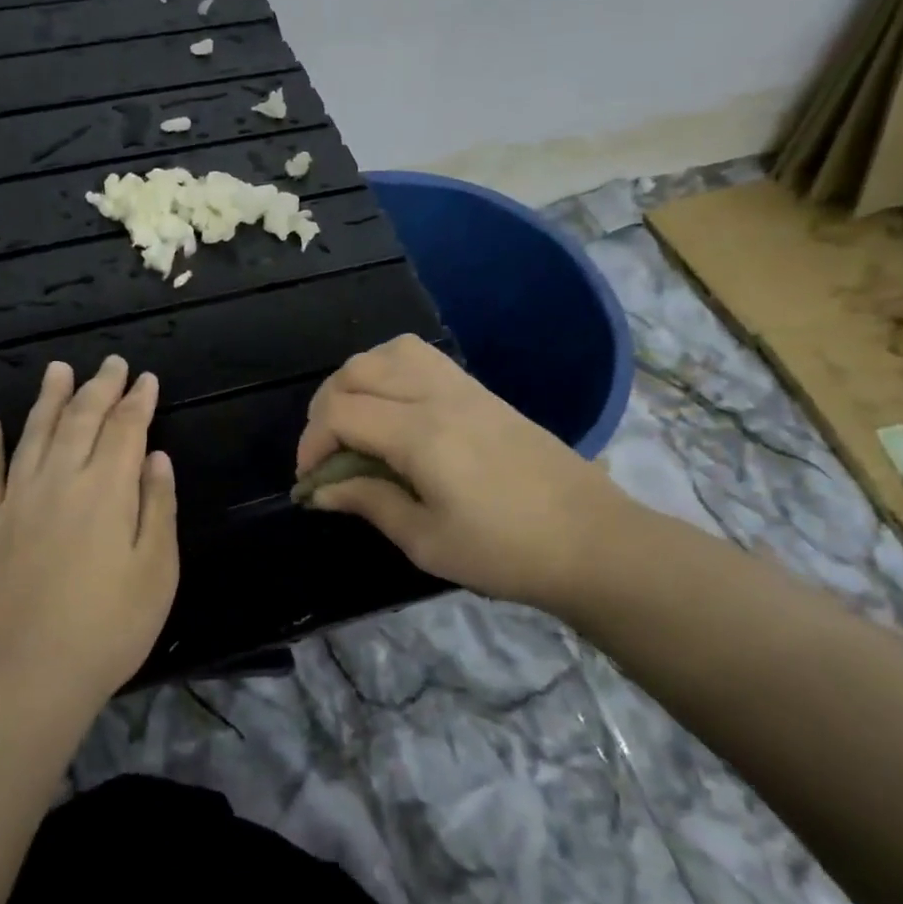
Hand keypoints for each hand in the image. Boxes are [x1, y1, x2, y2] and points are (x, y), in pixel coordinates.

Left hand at [0, 356, 178, 718]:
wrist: (21, 679)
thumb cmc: (106, 629)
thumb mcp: (157, 572)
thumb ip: (158, 508)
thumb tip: (157, 458)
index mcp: (107, 489)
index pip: (126, 429)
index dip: (138, 401)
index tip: (146, 379)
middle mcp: (59, 481)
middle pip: (81, 420)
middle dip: (99, 387)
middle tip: (110, 362)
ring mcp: (15, 501)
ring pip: (33, 434)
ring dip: (48, 399)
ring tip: (58, 369)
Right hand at [296, 335, 630, 609]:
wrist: (591, 540)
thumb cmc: (505, 551)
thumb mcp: (426, 541)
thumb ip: (369, 503)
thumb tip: (321, 490)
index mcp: (420, 434)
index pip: (341, 412)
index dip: (311, 443)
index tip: (311, 481)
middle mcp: (437, 396)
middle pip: (357, 370)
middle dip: (325, 407)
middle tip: (327, 453)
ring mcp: (463, 387)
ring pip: (389, 351)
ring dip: (357, 380)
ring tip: (355, 423)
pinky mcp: (481, 391)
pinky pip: (421, 357)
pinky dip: (390, 372)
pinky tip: (394, 411)